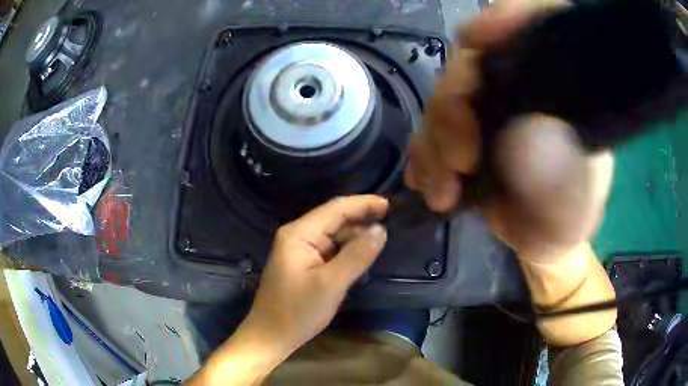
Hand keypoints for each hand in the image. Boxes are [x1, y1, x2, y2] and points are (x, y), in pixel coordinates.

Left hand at [244, 195, 387, 353]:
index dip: (363, 204)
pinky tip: (362, 253)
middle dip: (361, 218)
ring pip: (333, 235)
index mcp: (299, 233)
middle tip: (391, 221)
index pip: (335, 209)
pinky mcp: (304, 263)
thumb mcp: (331, 284)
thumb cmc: (298, 311)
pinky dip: (347, 250)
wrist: (272, 335)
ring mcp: (300, 250)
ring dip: (355, 235)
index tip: (389, 205)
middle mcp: (298, 235)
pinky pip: (330, 249)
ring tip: (381, 239)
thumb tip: (380, 229)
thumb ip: (357, 255)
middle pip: (334, 219)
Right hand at [405, 0, 612, 262]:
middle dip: (455, 104)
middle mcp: (526, 85)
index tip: (476, 38)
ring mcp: (493, 104)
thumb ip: (559, 181)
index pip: (540, 26)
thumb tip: (525, 137)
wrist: (543, 237)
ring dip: (435, 142)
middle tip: (458, 161)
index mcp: (563, 90)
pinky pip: (432, 126)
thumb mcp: (571, 210)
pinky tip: (430, 183)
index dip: (509, 17)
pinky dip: (424, 154)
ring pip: (446, 95)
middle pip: (475, 62)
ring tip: (444, 190)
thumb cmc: (567, 220)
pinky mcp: (468, 128)